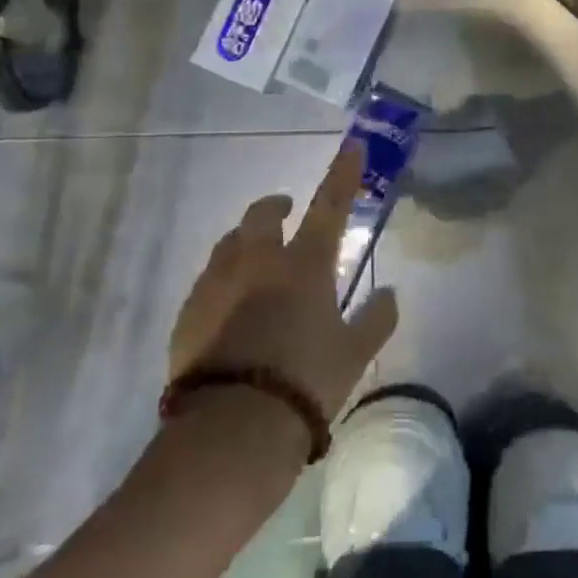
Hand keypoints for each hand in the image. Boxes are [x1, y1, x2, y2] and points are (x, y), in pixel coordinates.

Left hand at [170, 144, 398, 421]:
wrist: (233, 430)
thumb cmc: (306, 383)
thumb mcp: (354, 354)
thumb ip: (376, 319)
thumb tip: (389, 293)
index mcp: (303, 265)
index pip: (329, 206)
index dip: (343, 174)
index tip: (352, 146)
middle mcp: (257, 263)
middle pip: (262, 214)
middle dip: (276, 207)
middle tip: (287, 213)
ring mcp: (216, 285)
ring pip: (229, 243)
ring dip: (246, 241)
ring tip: (257, 261)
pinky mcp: (187, 314)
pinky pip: (208, 281)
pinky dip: (224, 280)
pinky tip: (230, 307)